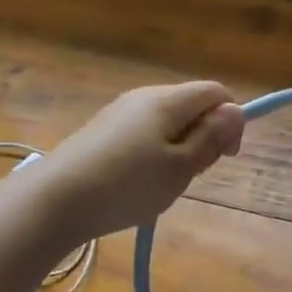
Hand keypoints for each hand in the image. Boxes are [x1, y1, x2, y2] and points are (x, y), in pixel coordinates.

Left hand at [42, 82, 245, 240]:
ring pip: (167, 121)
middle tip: (193, 174)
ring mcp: (119, 113)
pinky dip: (154, 153)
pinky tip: (139, 182)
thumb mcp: (180, 167)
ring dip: (180, 147)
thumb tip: (236, 111)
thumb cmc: (127, 185)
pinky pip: (143, 133)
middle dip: (205, 135)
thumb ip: (211, 138)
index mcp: (167, 100)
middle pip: (191, 105)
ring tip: (165, 183)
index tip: (225, 156)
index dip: (231, 120)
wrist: (55, 200)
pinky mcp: (102, 131)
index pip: (216, 92)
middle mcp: (143, 97)